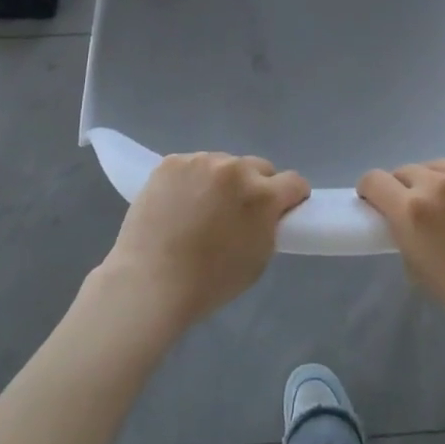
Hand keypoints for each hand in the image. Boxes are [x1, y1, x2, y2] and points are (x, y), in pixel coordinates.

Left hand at [104, 152, 308, 330]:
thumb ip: (269, 225)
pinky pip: (192, 166)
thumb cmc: (209, 282)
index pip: (294, 182)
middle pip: (258, 167)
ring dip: (221, 181)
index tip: (283, 209)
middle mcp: (235, 169)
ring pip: (223, 164)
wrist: (150, 281)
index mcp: (262, 194)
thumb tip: (267, 211)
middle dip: (256, 185)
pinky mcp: (171, 162)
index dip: (292, 197)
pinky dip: (191, 180)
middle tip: (238, 211)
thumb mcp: (258, 258)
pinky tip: (178, 202)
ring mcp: (200, 161)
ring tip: (201, 208)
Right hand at [358, 161, 444, 343]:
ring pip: (438, 167)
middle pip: (406, 171)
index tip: (378, 204)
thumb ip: (404, 235)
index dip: (371, 191)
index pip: (374, 180)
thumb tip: (402, 220)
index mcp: (411, 211)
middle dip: (406, 189)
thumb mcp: (420, 271)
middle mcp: (436, 183)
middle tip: (421, 212)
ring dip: (437, 183)